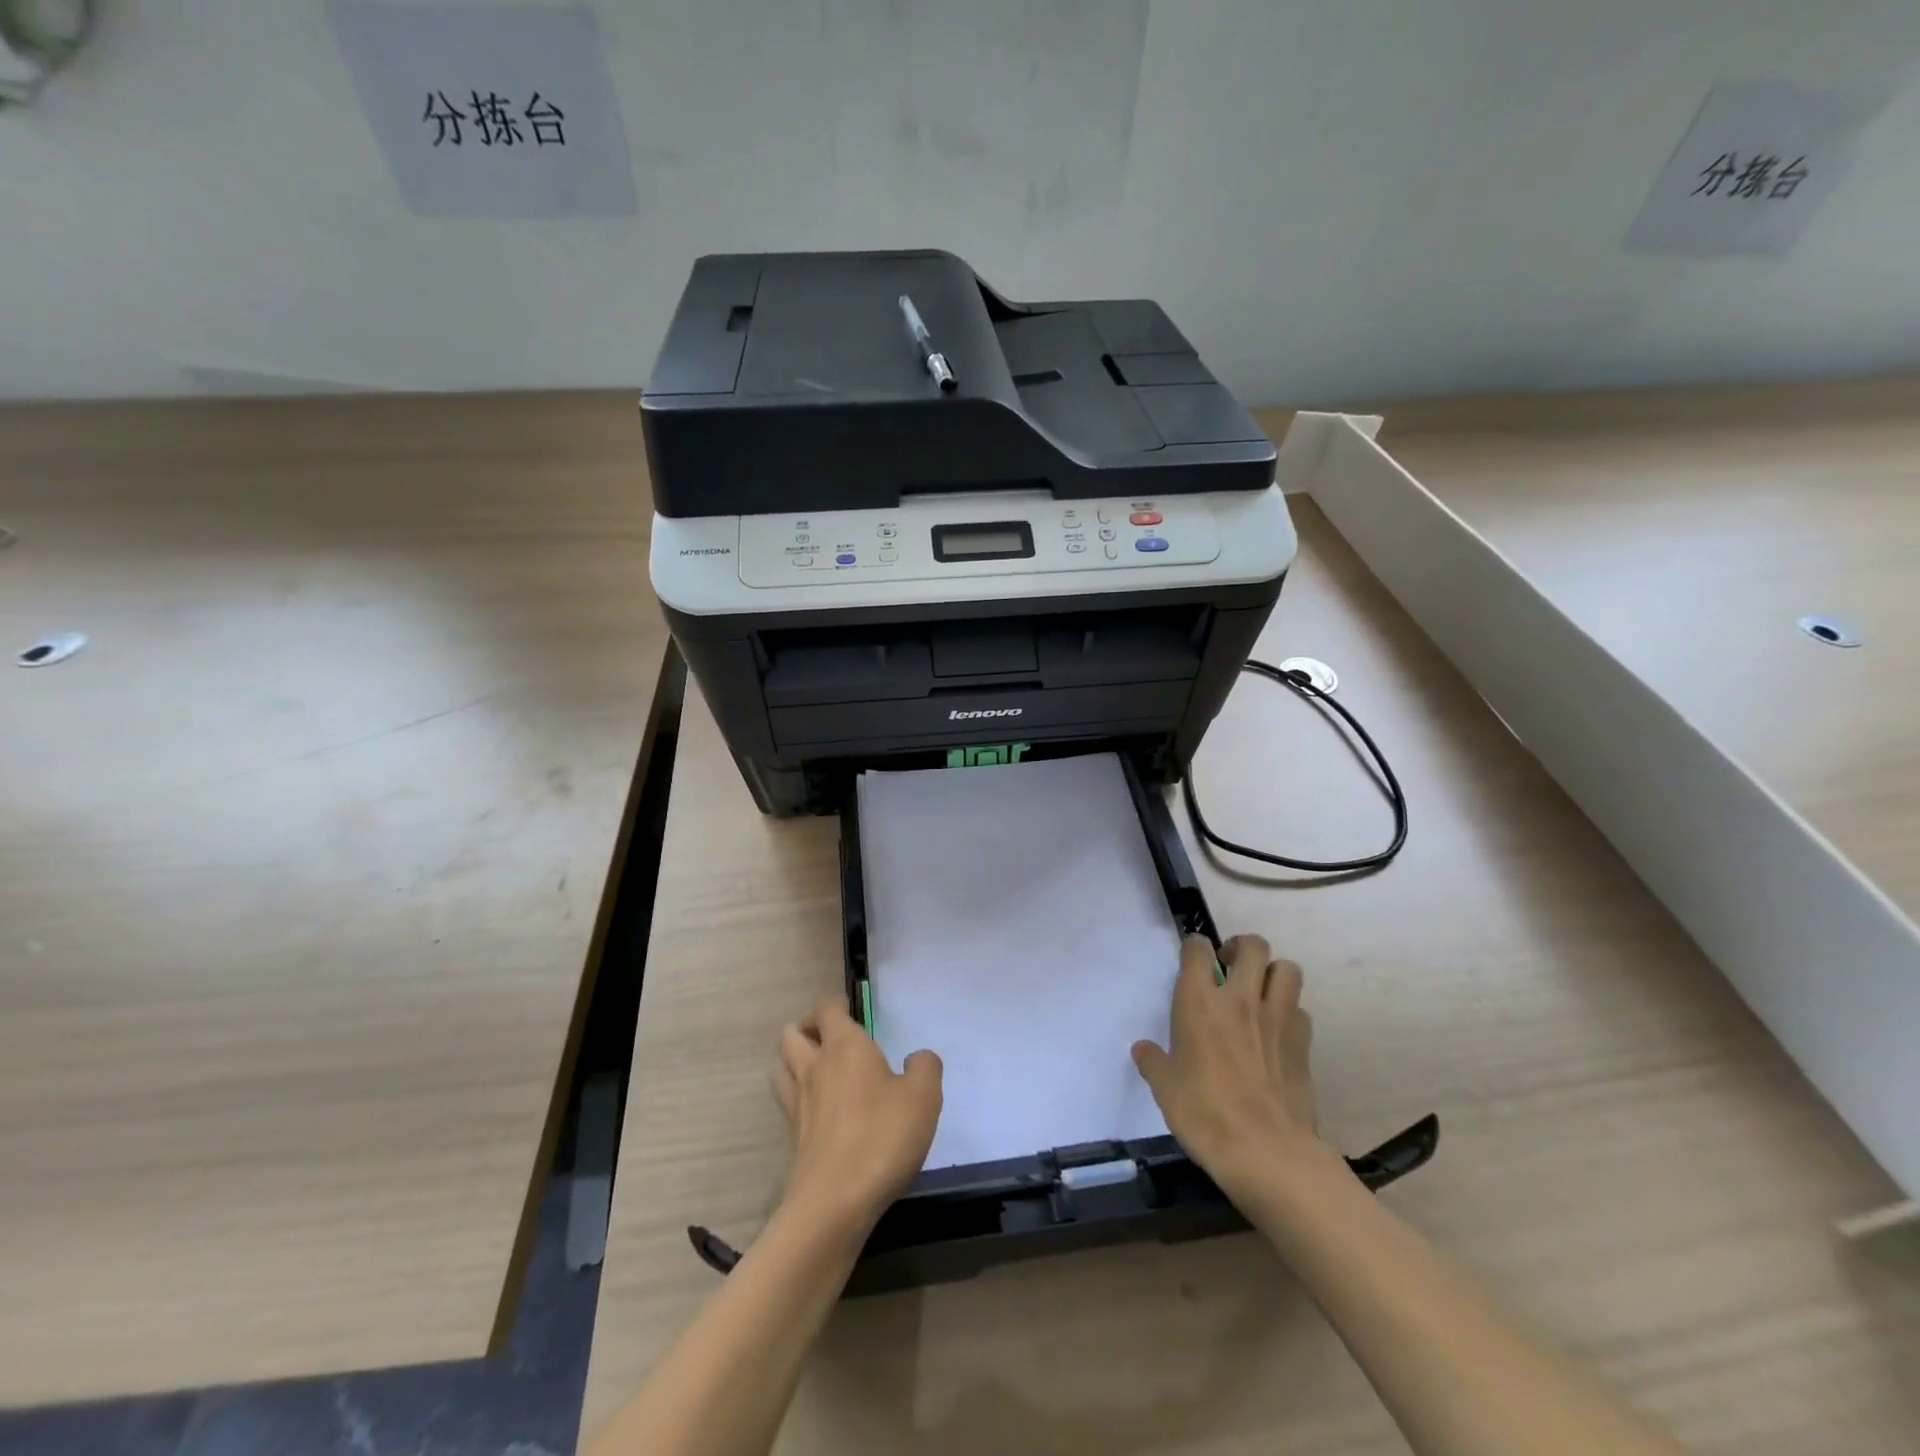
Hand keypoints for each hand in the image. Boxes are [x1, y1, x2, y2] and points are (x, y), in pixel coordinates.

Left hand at [772, 998, 942, 1234]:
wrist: (835, 1201)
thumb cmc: (882, 1136)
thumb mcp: (924, 1096)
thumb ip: (925, 1066)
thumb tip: (916, 1058)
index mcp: (844, 1046)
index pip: (827, 1009)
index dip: (836, 1004)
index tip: (851, 1009)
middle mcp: (814, 1066)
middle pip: (792, 1033)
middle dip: (808, 1028)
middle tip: (831, 1037)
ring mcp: (798, 1102)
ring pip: (781, 1065)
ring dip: (794, 1059)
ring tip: (818, 1068)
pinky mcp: (793, 1137)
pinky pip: (787, 1101)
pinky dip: (798, 1095)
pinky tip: (821, 1110)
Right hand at [1132, 935, 1336, 1203]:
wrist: (1267, 1152)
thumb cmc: (1205, 1114)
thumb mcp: (1165, 1089)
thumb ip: (1154, 1062)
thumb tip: (1143, 1050)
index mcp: (1199, 1002)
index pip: (1198, 950)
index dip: (1194, 947)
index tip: (1191, 957)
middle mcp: (1241, 999)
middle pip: (1253, 946)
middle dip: (1240, 947)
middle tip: (1228, 967)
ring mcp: (1278, 1019)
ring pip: (1287, 969)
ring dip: (1272, 972)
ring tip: (1258, 991)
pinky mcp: (1303, 1044)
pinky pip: (1300, 1010)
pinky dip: (1289, 1011)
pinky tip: (1277, 1031)